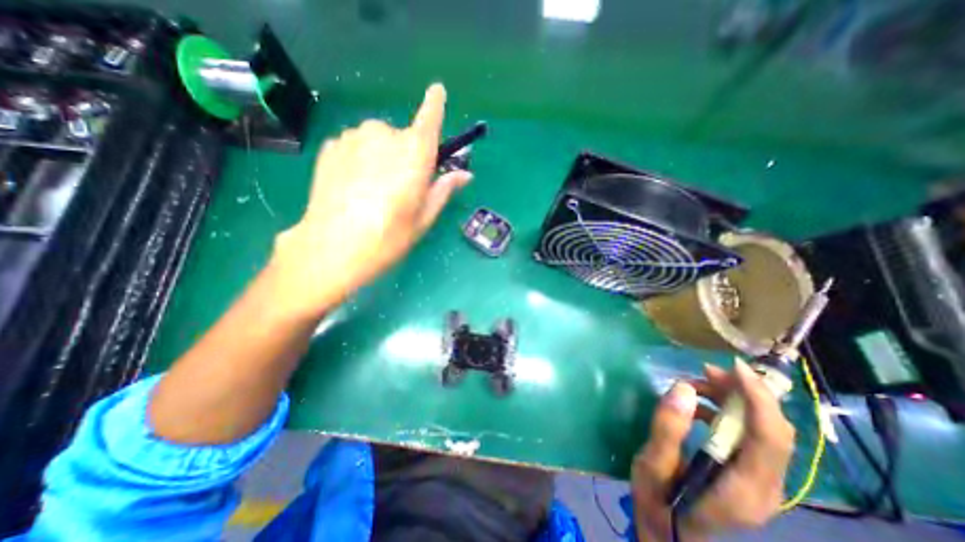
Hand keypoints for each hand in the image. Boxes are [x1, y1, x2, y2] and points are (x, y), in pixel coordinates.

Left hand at [271, 82, 471, 314]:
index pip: (430, 117)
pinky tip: (355, 186)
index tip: (437, 91)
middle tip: (402, 186)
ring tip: (375, 190)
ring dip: (383, 156)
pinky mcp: (331, 146)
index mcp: (415, 153)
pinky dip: (362, 159)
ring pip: (378, 140)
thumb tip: (465, 174)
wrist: (332, 247)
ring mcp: (354, 137)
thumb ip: (444, 189)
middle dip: (408, 155)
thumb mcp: (424, 217)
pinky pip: (357, 145)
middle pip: (404, 137)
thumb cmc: (389, 236)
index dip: (435, 103)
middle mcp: (385, 135)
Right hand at [630, 360, 795, 541]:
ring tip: (697, 384)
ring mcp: (760, 482)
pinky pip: (749, 435)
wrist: (667, 535)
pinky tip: (699, 406)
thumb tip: (683, 388)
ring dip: (734, 400)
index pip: (770, 438)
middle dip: (745, 393)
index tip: (734, 367)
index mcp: (744, 488)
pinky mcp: (748, 474)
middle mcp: (765, 486)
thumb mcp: (652, 465)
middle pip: (773, 431)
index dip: (758, 398)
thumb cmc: (657, 503)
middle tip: (706, 371)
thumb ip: (668, 428)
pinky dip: (727, 411)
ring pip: (763, 430)